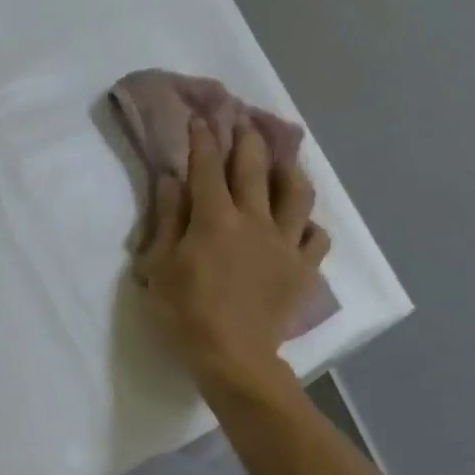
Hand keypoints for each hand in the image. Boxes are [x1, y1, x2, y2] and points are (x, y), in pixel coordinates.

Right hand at [134, 118, 330, 394]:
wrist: (232, 356)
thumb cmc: (184, 312)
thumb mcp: (159, 265)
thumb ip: (167, 218)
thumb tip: (170, 179)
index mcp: (214, 218)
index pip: (207, 167)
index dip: (203, 139)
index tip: (201, 119)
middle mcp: (254, 219)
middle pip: (254, 167)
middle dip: (247, 139)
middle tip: (244, 121)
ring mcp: (284, 242)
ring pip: (296, 193)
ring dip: (288, 170)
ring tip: (282, 161)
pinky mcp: (303, 267)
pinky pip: (315, 236)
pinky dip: (308, 225)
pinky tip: (300, 224)